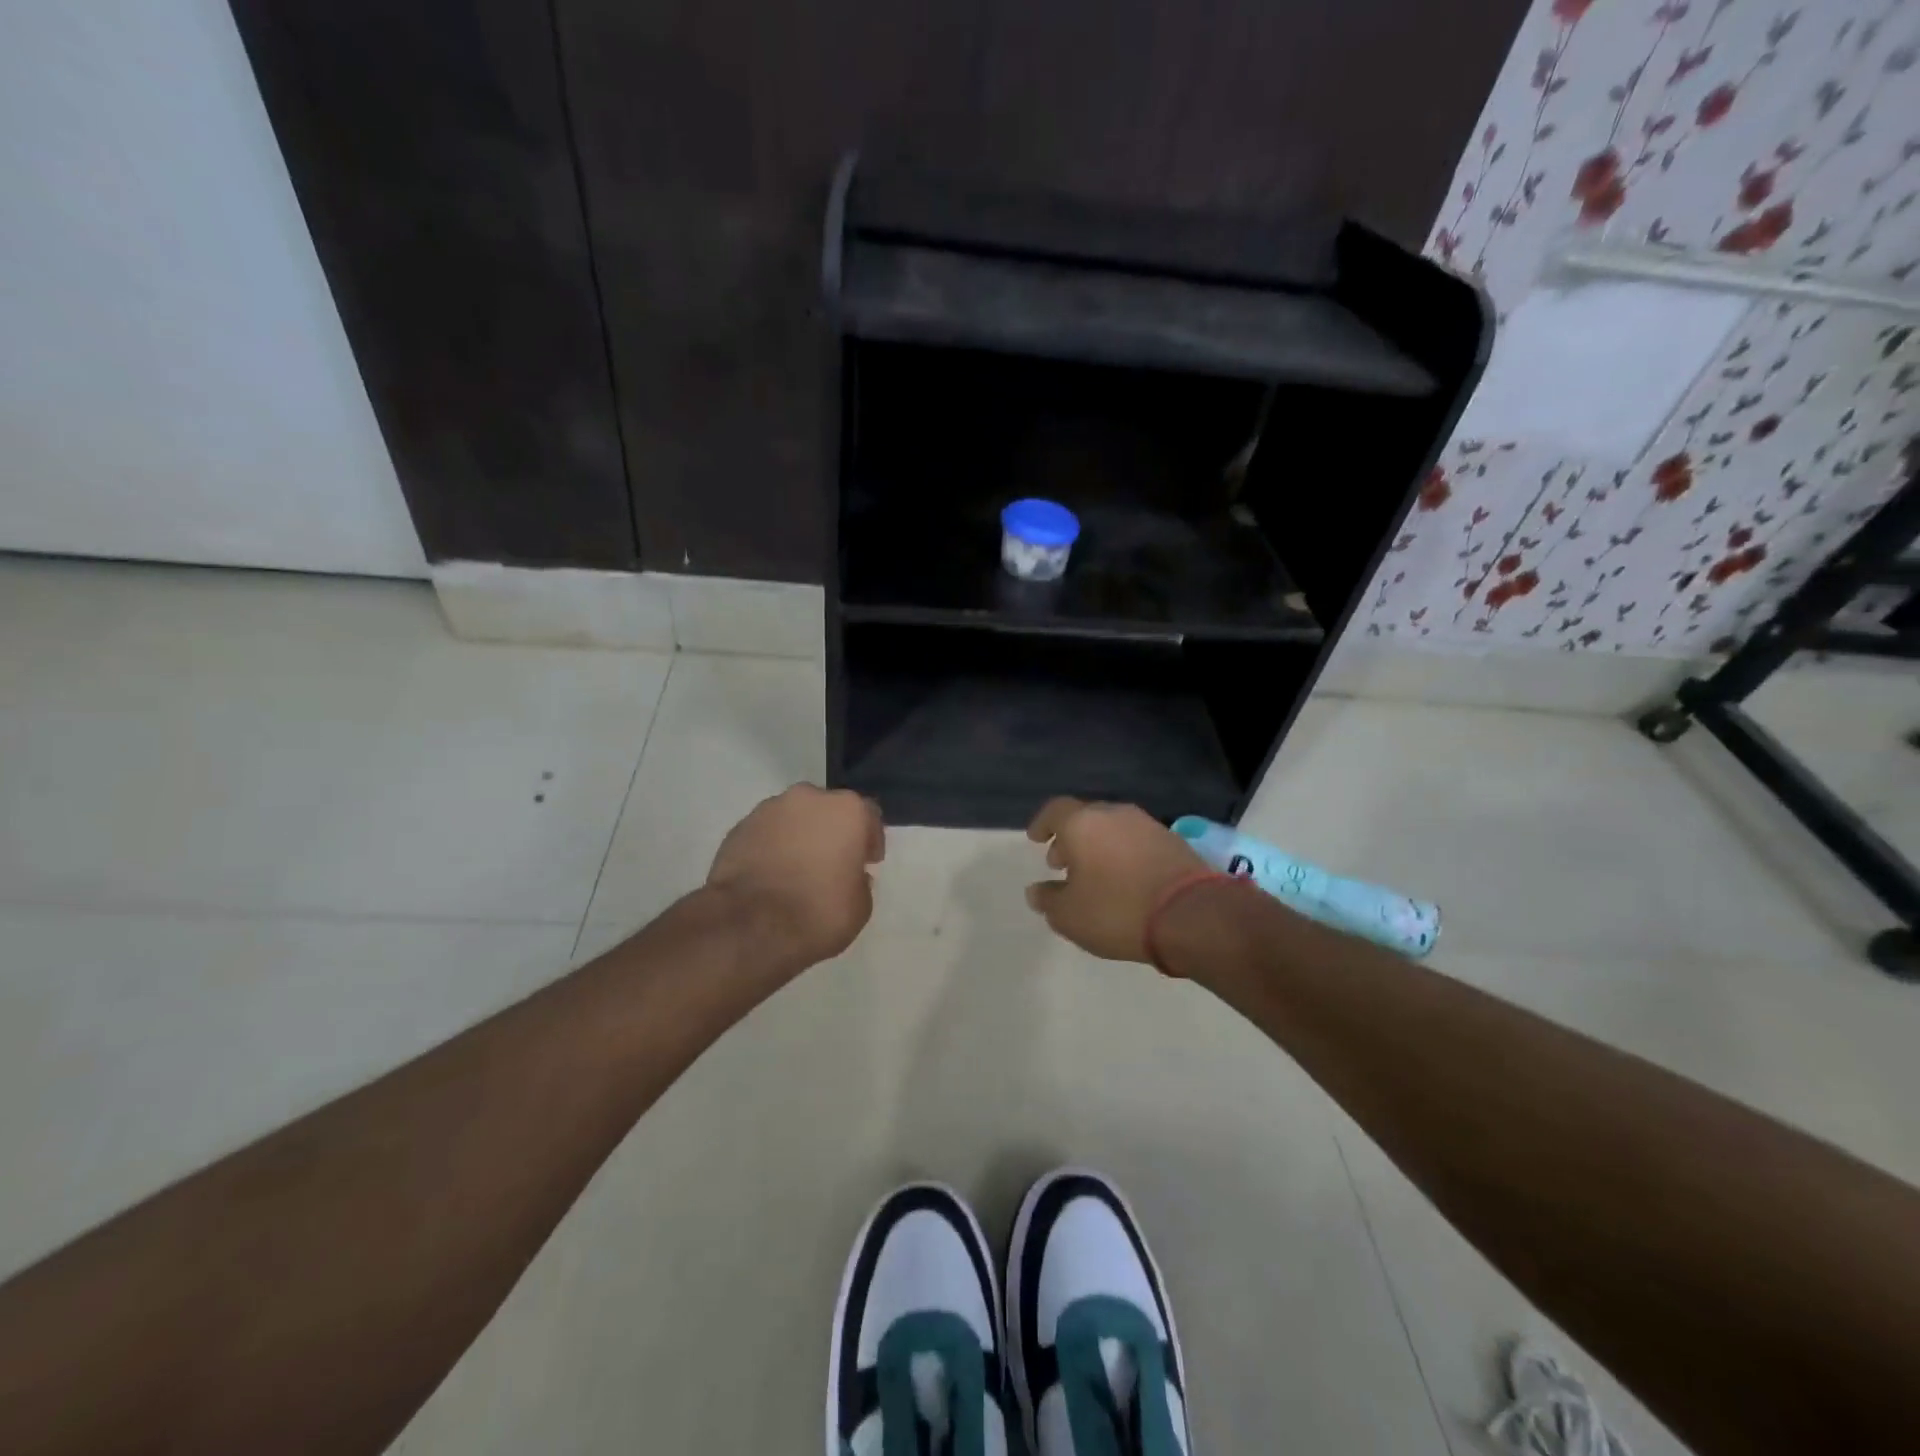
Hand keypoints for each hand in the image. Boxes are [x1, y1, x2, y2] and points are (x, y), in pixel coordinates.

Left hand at [706, 785, 884, 970]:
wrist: (749, 926)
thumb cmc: (818, 913)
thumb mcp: (860, 906)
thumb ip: (860, 881)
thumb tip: (850, 874)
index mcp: (847, 810)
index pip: (869, 815)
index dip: (869, 840)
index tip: (867, 862)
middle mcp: (809, 798)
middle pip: (827, 810)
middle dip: (831, 831)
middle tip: (830, 863)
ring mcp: (769, 809)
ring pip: (793, 818)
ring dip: (799, 836)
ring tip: (795, 870)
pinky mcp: (739, 827)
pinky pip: (766, 833)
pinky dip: (771, 847)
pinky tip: (770, 875)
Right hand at [1025, 798, 1207, 962]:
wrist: (1190, 914)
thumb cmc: (1117, 909)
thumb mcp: (1069, 915)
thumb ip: (1048, 900)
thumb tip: (1036, 891)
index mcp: (1082, 823)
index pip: (1054, 810)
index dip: (1042, 824)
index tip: (1035, 839)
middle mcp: (1114, 814)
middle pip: (1085, 818)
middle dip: (1070, 838)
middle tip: (1060, 862)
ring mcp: (1147, 825)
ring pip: (1112, 828)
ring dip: (1097, 847)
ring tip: (1092, 874)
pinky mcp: (1173, 841)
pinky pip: (1135, 841)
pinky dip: (1122, 854)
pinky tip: (1123, 880)